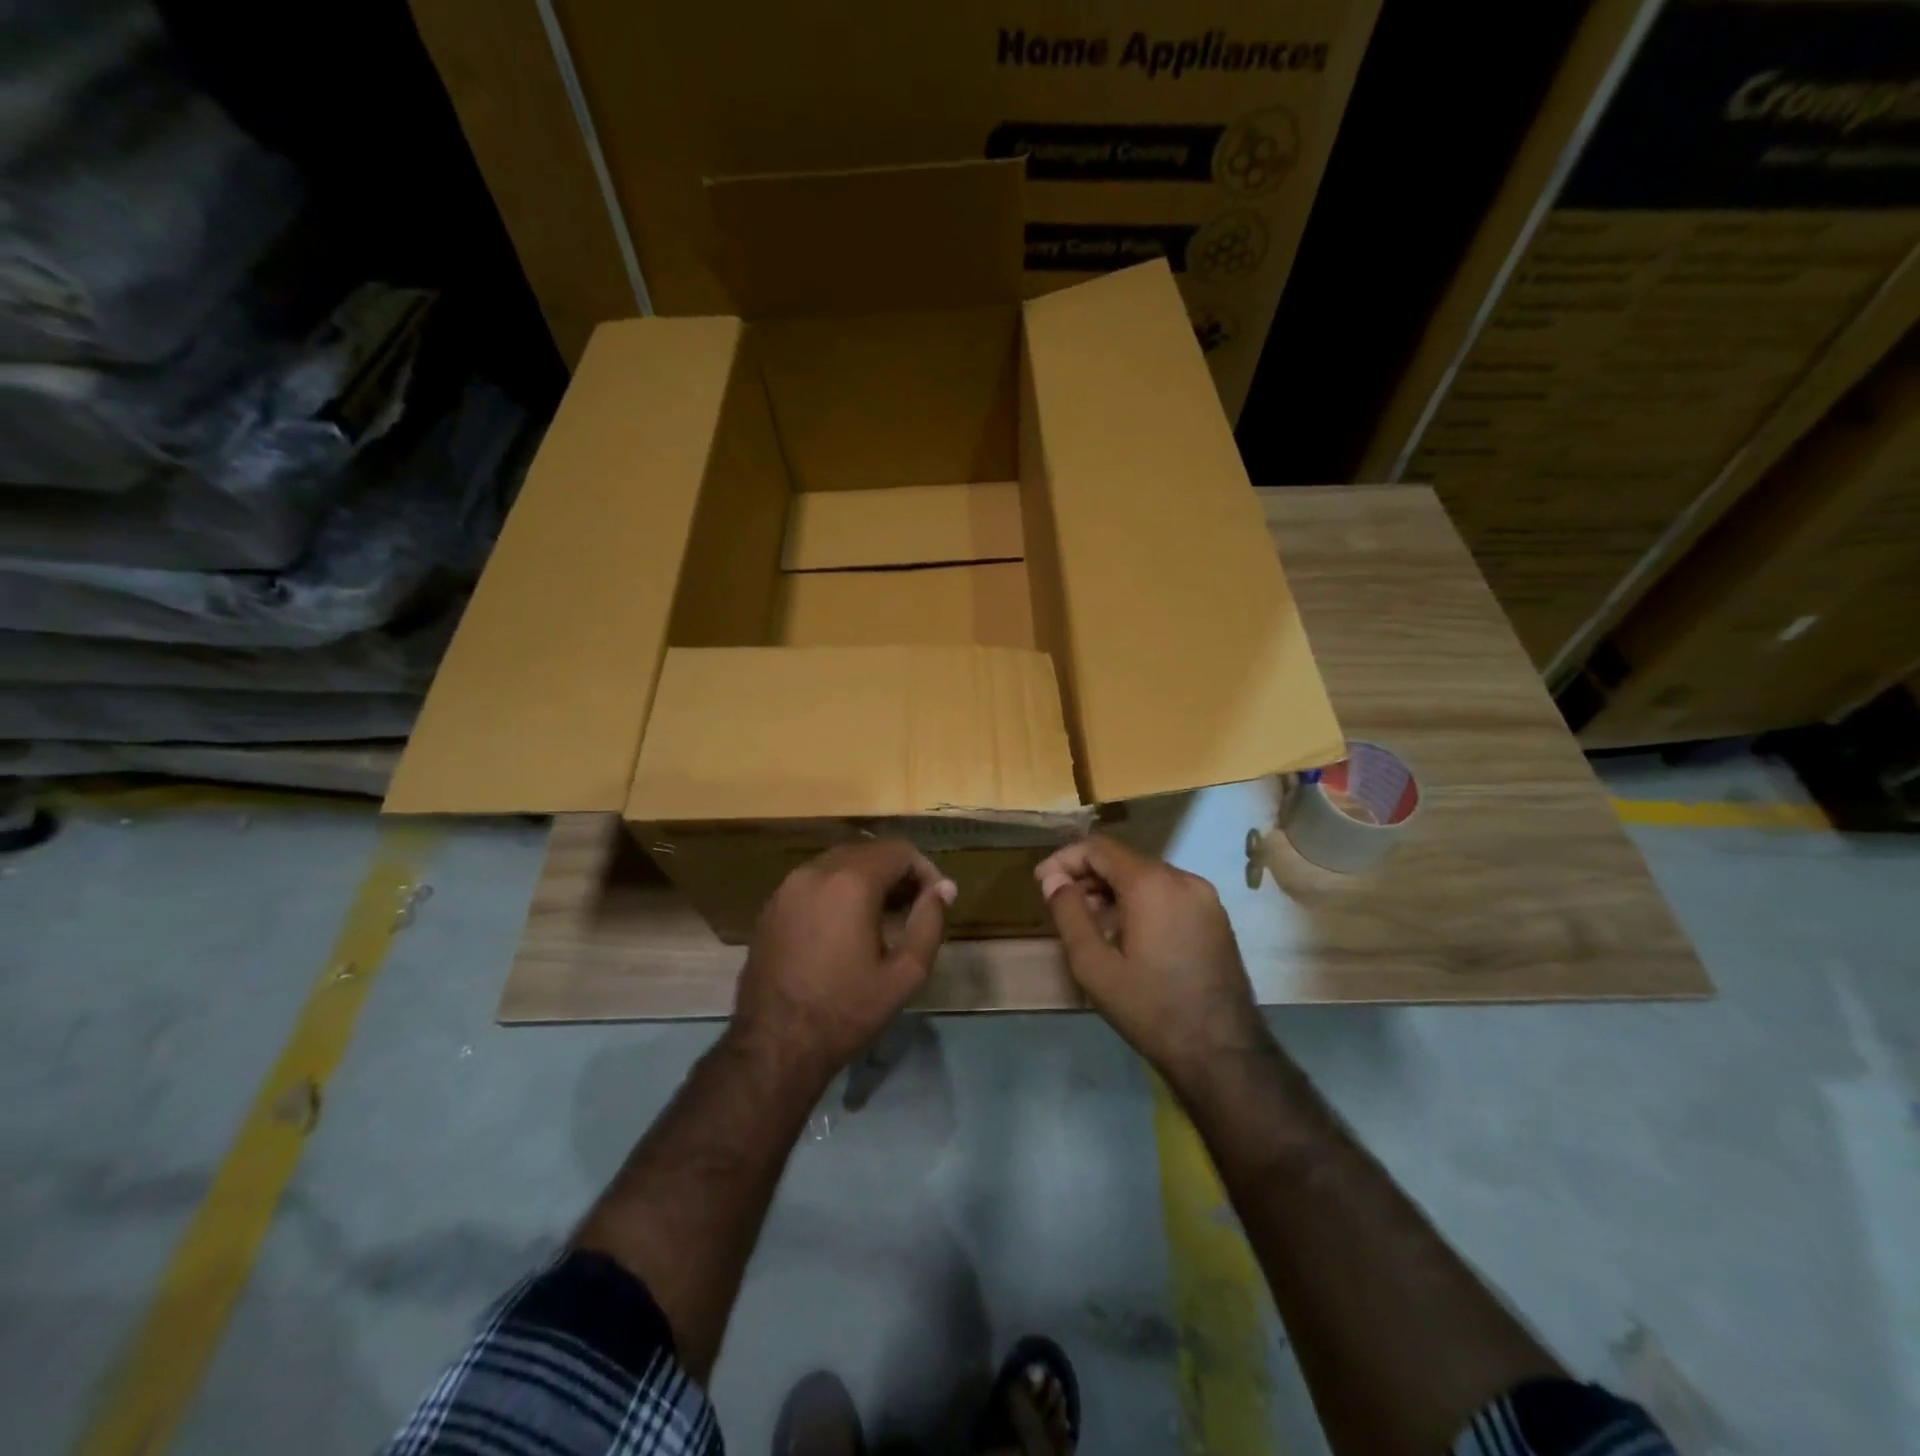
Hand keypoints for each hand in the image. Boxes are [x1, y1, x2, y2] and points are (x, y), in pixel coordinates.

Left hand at [733, 840, 956, 1079]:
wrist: (775, 1044)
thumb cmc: (847, 1010)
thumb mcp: (906, 973)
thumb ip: (930, 922)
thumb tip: (944, 889)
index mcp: (851, 881)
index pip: (899, 851)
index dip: (925, 870)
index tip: (936, 900)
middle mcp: (816, 871)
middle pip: (868, 851)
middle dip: (897, 872)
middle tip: (914, 907)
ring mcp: (788, 886)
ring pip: (839, 863)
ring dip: (867, 878)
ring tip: (883, 916)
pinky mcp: (772, 905)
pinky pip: (814, 881)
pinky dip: (838, 889)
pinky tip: (845, 925)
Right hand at [1034, 835, 1266, 1078]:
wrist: (1223, 1052)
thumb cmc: (1150, 1008)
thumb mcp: (1094, 965)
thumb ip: (1069, 913)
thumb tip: (1053, 879)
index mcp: (1151, 883)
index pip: (1099, 847)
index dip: (1065, 859)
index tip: (1042, 883)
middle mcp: (1183, 878)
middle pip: (1124, 860)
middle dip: (1088, 876)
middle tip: (1063, 906)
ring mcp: (1205, 897)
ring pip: (1147, 876)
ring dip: (1114, 890)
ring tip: (1092, 923)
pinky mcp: (1216, 918)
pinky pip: (1169, 894)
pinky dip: (1141, 901)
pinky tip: (1128, 934)